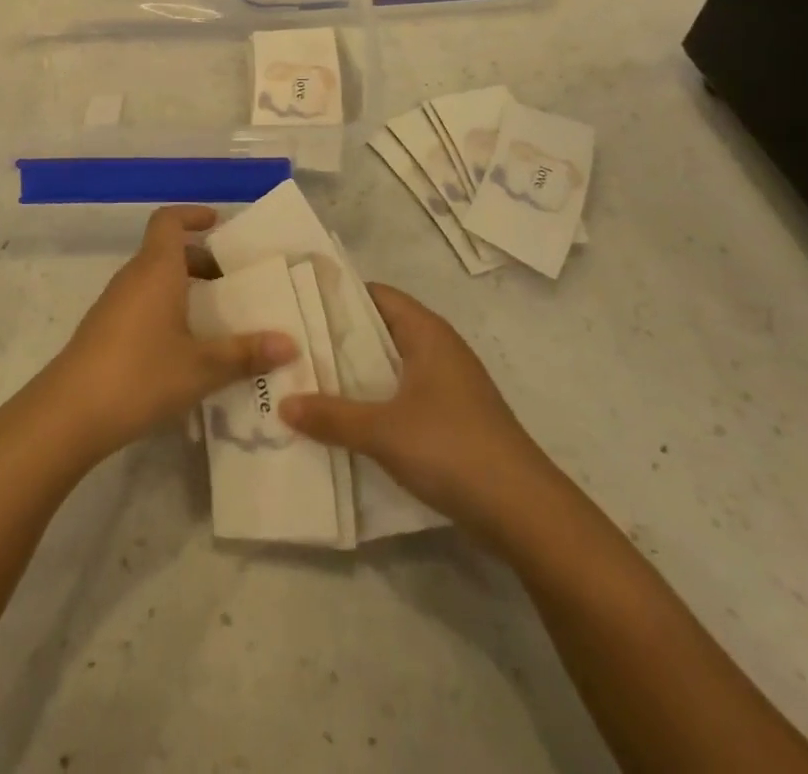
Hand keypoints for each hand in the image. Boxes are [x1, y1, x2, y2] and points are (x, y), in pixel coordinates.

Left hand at [39, 206, 296, 462]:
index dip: (192, 215)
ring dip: (184, 289)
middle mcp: (133, 277)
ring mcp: (114, 304)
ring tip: (216, 320)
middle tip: (233, 284)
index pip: (168, 220)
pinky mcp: (103, 330)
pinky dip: (166, 310)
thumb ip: (245, 353)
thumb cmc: (140, 375)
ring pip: (154, 280)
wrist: (69, 414)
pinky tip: (184, 349)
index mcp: (157, 270)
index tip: (217, 224)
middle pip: (166, 252)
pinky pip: (142, 304)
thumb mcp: (202, 367)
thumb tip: (290, 343)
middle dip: (200, 261)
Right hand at [280, 283, 553, 540]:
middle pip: (381, 330)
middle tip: (293, 347)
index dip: (339, 296)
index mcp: (427, 333)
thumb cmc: (452, 448)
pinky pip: (403, 396)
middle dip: (340, 340)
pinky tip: (346, 421)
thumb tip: (283, 403)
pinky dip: (376, 401)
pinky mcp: (452, 418)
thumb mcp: (383, 431)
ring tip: (309, 382)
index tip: (298, 305)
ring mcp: (449, 385)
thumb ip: (331, 416)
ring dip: (356, 375)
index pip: (377, 295)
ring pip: (391, 366)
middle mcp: (439, 349)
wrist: (524, 512)